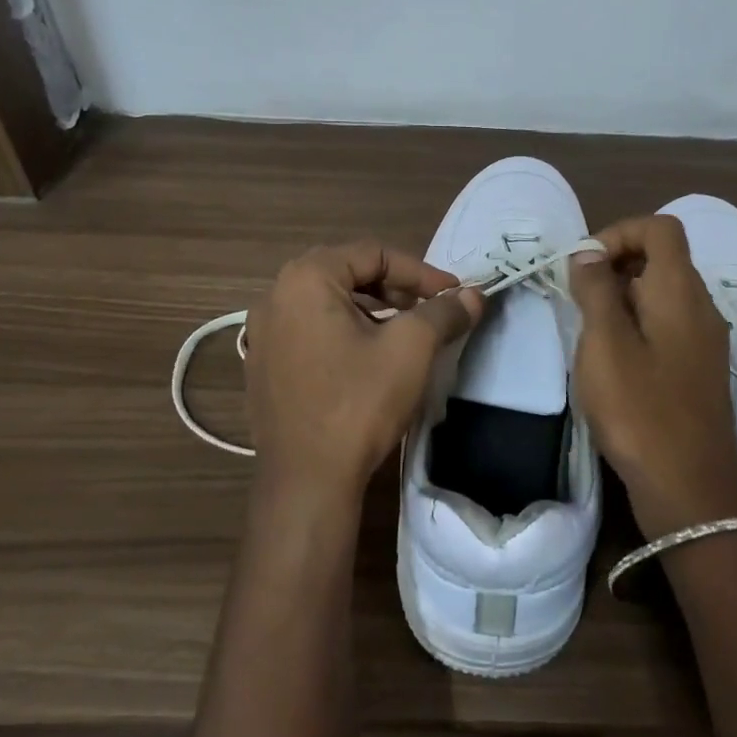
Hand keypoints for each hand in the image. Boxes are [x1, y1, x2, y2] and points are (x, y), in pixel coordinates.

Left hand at [243, 241, 482, 506]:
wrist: (306, 483)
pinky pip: (310, 330)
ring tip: (404, 333)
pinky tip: (368, 359)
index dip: (419, 271)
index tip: (452, 294)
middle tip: (428, 309)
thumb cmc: (358, 403)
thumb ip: (443, 312)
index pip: (373, 253)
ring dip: (371, 309)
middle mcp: (275, 296)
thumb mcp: (411, 349)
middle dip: (395, 287)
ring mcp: (263, 333)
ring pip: (328, 303)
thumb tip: (473, 295)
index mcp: (305, 279)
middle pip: (347, 272)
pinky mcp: (263, 365)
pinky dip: (344, 331)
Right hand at [570, 215, 736, 540]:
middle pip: (662, 257)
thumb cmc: (640, 409)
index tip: (584, 265)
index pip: (659, 227)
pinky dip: (638, 324)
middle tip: (579, 299)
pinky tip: (613, 360)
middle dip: (616, 265)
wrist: (691, 490)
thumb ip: (596, 289)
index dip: (619, 232)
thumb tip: (590, 253)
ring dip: (623, 296)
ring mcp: (705, 339)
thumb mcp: (605, 343)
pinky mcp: (700, 367)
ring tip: (590, 332)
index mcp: (680, 290)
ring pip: (662, 292)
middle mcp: (701, 305)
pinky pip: (667, 323)